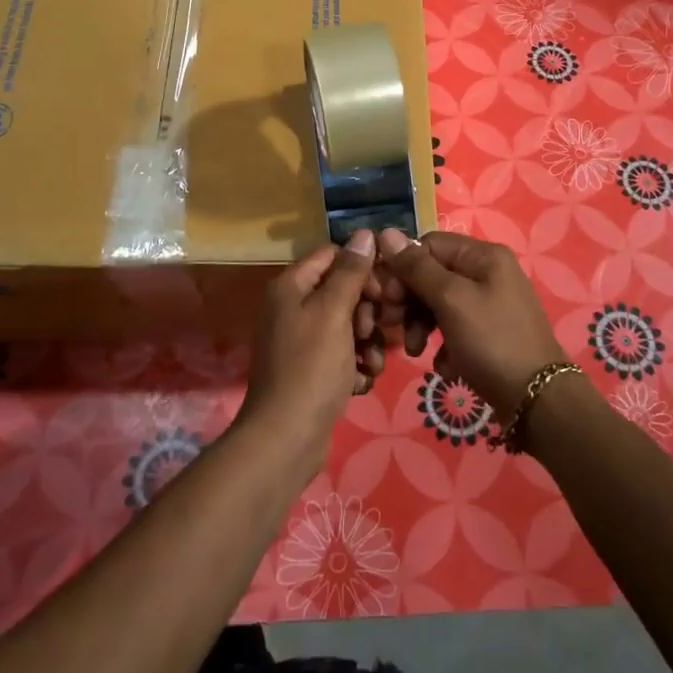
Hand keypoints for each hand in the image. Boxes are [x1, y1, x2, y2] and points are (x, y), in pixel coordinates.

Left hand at [238, 230, 382, 464]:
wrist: (287, 438)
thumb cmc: (311, 368)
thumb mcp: (334, 314)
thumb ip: (351, 272)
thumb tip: (365, 234)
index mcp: (290, 287)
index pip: (333, 256)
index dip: (362, 269)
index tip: (385, 290)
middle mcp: (291, 308)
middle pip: (342, 291)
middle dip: (367, 312)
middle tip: (375, 331)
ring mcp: (300, 340)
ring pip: (347, 326)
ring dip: (366, 343)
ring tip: (371, 365)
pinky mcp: (310, 369)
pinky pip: (341, 355)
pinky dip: (355, 366)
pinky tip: (360, 384)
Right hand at [373, 229, 568, 419]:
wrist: (537, 401)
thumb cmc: (492, 342)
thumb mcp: (451, 300)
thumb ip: (417, 268)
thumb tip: (386, 234)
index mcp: (484, 255)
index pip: (428, 245)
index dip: (403, 267)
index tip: (386, 297)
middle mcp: (489, 272)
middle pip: (433, 274)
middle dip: (410, 301)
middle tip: (394, 326)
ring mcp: (492, 303)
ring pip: (440, 303)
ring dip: (421, 325)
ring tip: (415, 351)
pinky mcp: (491, 332)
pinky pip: (455, 327)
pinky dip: (443, 344)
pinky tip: (443, 366)